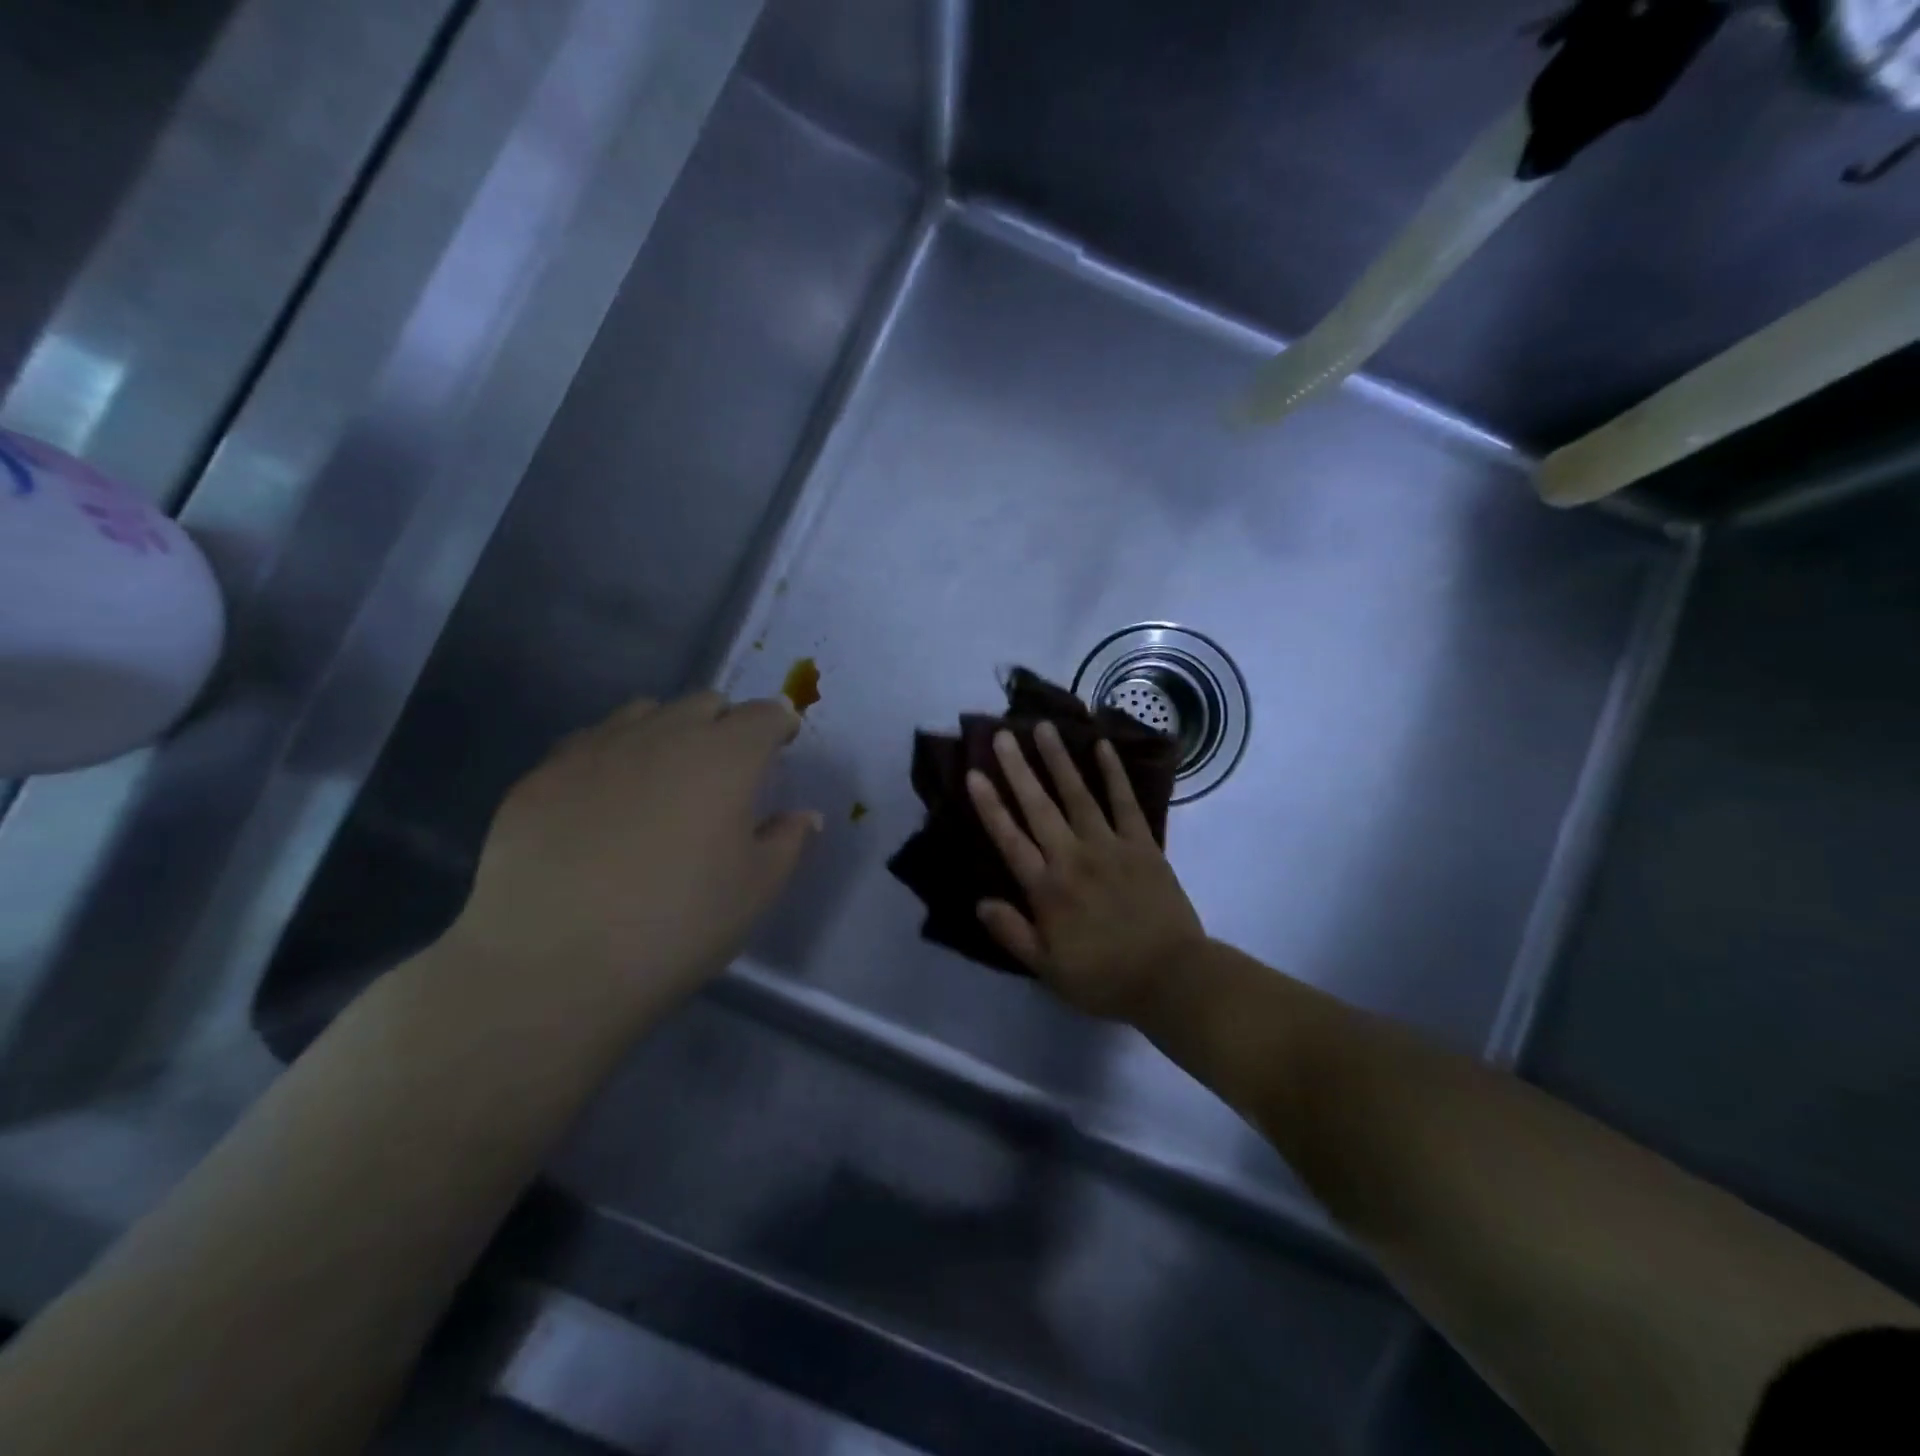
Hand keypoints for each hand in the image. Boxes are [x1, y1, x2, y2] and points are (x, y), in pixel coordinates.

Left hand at [447, 692, 819, 1026]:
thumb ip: (788, 841)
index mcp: (726, 756)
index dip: (778, 726)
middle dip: (725, 724)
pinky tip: (603, 801)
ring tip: (663, 777)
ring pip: (644, 713)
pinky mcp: (542, 774)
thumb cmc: (679, 924)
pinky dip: (612, 756)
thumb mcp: (756, 890)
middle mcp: (663, 733)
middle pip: (705, 703)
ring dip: (667, 731)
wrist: (553, 964)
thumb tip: (803, 816)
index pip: (765, 714)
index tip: (780, 748)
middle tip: (725, 770)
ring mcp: (596, 748)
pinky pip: (590, 743)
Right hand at [966, 723, 1205, 1020]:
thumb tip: (980, 902)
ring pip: (1078, 795)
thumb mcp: (1048, 969)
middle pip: (1039, 806)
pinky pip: (1125, 803)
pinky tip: (1102, 746)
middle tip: (1002, 734)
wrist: (1172, 979)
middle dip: (1018, 769)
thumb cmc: (1105, 978)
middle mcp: (1073, 857)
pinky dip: (1114, 773)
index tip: (974, 773)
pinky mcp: (1143, 844)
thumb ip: (1012, 933)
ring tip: (1043, 727)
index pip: (1010, 839)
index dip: (990, 805)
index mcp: (1047, 889)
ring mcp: (1110, 846)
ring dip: (1059, 760)